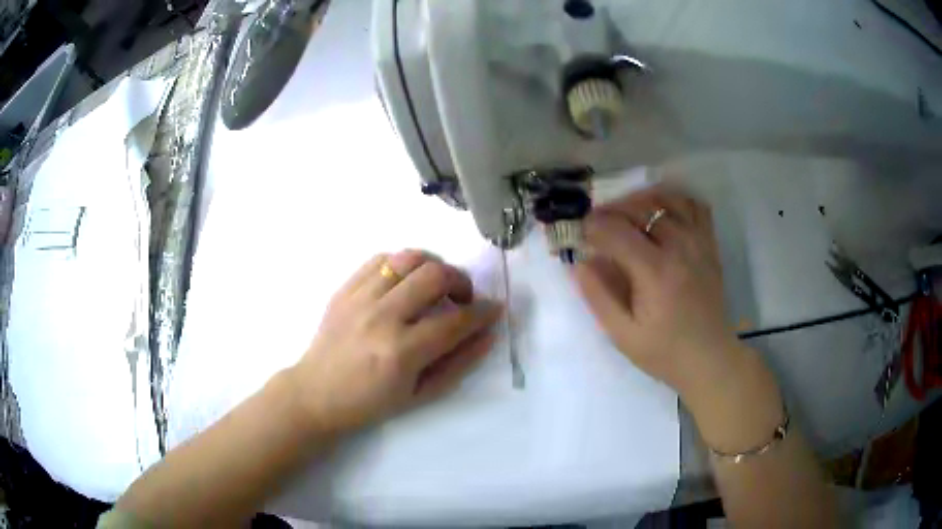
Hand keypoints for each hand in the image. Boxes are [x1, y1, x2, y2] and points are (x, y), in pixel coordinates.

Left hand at [287, 250, 502, 435]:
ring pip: (408, 258)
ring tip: (435, 284)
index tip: (494, 308)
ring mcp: (359, 298)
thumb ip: (459, 363)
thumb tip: (489, 334)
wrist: (316, 393)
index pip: (456, 320)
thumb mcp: (421, 394)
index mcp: (402, 352)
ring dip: (433, 266)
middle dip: (461, 281)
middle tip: (463, 297)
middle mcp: (381, 317)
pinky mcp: (344, 288)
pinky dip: (402, 263)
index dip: (483, 312)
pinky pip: (380, 258)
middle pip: (435, 276)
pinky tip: (405, 280)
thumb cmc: (371, 403)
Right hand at [574, 185, 738, 394]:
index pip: (616, 230)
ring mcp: (698, 242)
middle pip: (640, 207)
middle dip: (612, 210)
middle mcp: (679, 247)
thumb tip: (579, 263)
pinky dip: (675, 200)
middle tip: (598, 224)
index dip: (592, 226)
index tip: (580, 235)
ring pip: (667, 198)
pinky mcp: (710, 245)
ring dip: (641, 200)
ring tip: (627, 213)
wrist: (710, 359)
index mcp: (655, 271)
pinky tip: (662, 212)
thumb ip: (598, 296)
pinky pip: (695, 206)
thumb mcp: (623, 335)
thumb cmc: (664, 352)